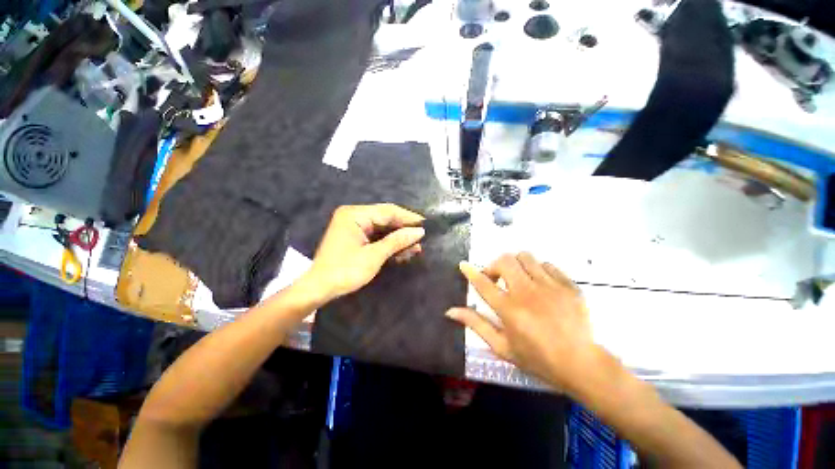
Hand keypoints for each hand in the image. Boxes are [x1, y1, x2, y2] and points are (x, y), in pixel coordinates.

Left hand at [304, 204, 424, 301]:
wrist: (318, 290)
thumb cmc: (345, 271)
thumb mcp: (374, 256)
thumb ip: (397, 241)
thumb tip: (420, 231)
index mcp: (355, 214)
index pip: (388, 211)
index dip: (409, 218)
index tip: (427, 225)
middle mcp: (354, 215)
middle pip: (386, 218)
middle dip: (404, 230)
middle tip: (422, 239)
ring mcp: (355, 226)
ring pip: (384, 228)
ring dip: (399, 238)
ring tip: (415, 248)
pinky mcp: (356, 236)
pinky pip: (377, 236)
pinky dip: (389, 243)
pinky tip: (402, 251)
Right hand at [446, 253, 600, 391]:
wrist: (581, 364)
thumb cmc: (537, 358)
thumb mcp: (502, 346)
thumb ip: (476, 324)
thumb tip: (451, 311)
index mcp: (508, 308)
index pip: (483, 282)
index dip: (470, 271)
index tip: (464, 265)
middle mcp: (527, 292)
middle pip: (505, 260)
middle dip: (495, 265)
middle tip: (497, 279)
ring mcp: (549, 286)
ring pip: (526, 257)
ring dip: (516, 264)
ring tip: (518, 278)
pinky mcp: (568, 285)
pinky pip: (547, 265)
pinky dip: (538, 270)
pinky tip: (539, 284)